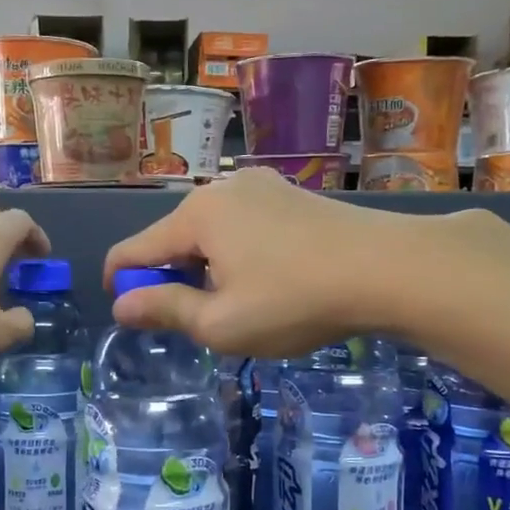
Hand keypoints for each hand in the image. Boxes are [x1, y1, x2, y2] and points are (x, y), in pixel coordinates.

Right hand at [102, 168, 426, 355]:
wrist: (388, 268)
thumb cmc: (294, 300)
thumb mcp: (221, 323)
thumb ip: (165, 310)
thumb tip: (123, 304)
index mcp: (195, 215)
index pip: (134, 249)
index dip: (121, 282)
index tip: (127, 313)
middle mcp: (221, 189)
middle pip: (173, 237)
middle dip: (171, 277)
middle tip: (194, 321)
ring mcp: (262, 186)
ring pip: (211, 231)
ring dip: (206, 266)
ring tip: (235, 305)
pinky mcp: (292, 194)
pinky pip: (244, 224)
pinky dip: (237, 253)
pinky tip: (267, 280)